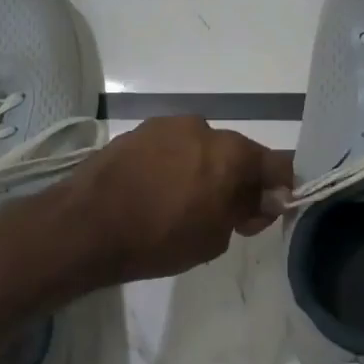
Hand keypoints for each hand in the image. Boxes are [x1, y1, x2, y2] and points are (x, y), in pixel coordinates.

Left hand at [64, 116, 295, 285]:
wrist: (86, 225)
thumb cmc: (159, 238)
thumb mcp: (215, 237)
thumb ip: (246, 210)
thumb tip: (265, 197)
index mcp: (231, 152)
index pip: (277, 163)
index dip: (277, 190)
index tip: (261, 213)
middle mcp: (203, 128)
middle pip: (235, 153)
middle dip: (236, 180)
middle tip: (221, 214)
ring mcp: (166, 125)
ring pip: (200, 148)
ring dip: (201, 170)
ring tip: (179, 202)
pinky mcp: (136, 131)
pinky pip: (169, 147)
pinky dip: (172, 165)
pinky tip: (154, 191)